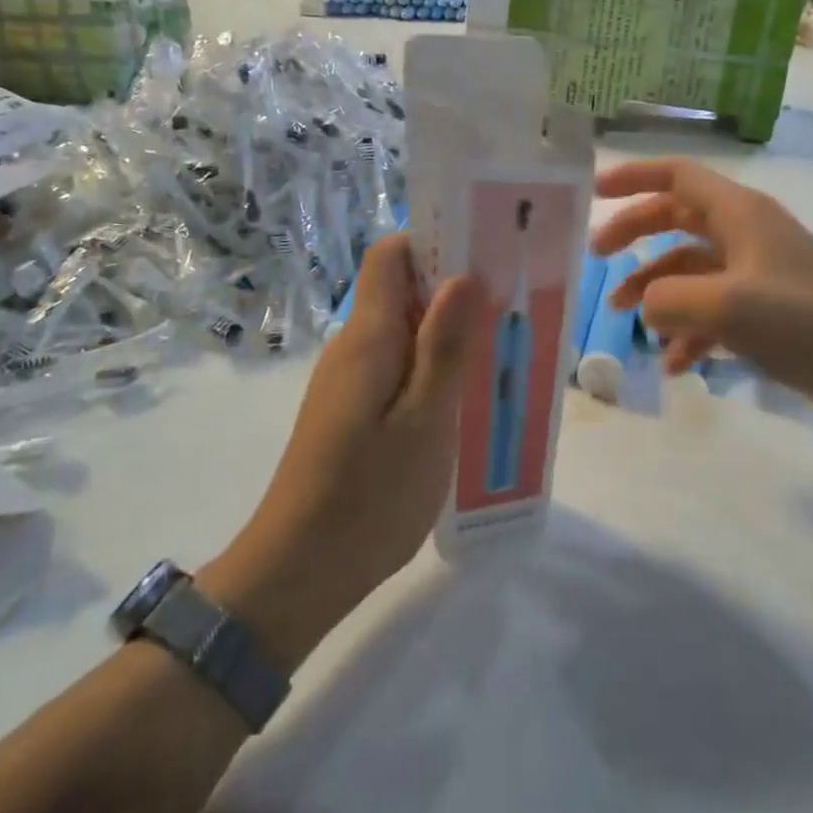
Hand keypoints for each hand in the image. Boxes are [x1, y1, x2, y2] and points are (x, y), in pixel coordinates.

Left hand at [200, 236, 480, 668]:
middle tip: (511, 310)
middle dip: (456, 291)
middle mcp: (355, 347)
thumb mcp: (425, 420)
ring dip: (450, 335)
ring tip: (500, 355)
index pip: (392, 255)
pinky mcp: (354, 410)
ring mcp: (351, 380)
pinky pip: (399, 368)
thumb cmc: (369, 494)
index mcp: (369, 337)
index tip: (487, 254)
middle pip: (404, 291)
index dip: (435, 241)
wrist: (301, 571)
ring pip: (406, 333)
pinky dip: (434, 370)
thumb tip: (464, 274)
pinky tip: (467, 399)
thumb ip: (444, 346)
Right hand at [591, 159, 812, 434]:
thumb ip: (669, 298)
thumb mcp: (726, 306)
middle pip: (676, 219)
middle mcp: (746, 235)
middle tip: (598, 257)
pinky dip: (688, 331)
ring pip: (691, 270)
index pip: (677, 176)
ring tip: (625, 321)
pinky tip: (675, 364)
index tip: (595, 191)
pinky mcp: (768, 312)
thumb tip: (645, 305)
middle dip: (635, 235)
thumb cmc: (805, 322)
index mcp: (739, 214)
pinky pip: (713, 311)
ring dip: (656, 290)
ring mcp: (758, 274)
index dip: (634, 178)